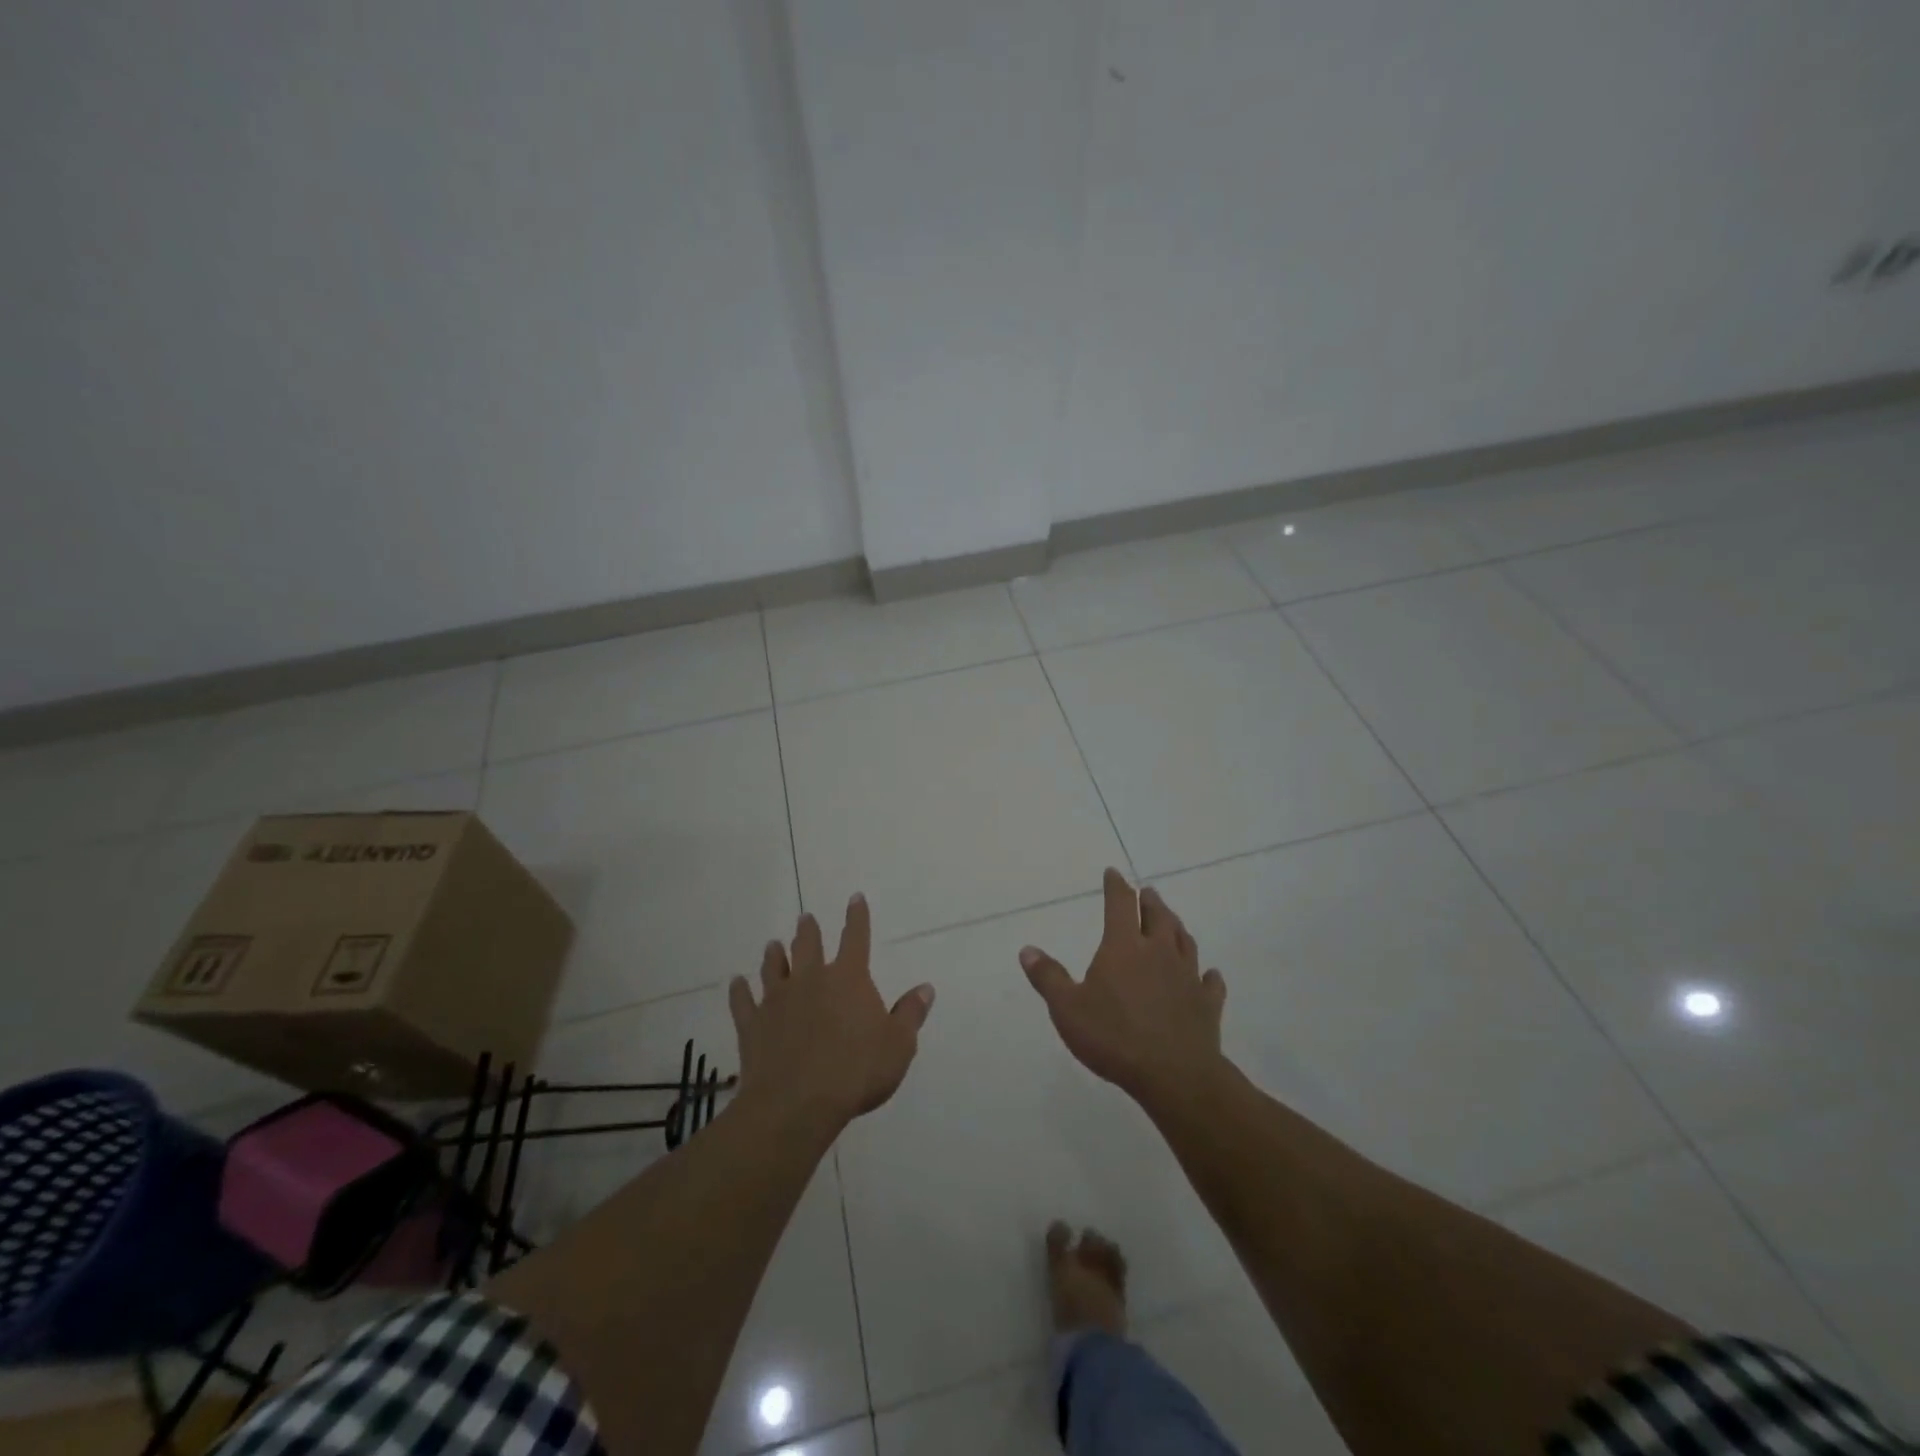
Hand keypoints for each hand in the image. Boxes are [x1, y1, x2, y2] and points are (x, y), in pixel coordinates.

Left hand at [728, 894, 934, 1136]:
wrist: (796, 1104)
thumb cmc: (856, 1072)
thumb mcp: (898, 1045)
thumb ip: (910, 1014)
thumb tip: (925, 988)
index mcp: (848, 979)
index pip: (855, 938)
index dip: (857, 917)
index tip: (855, 898)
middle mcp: (810, 980)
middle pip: (808, 946)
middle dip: (808, 930)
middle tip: (805, 918)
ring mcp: (777, 1001)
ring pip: (773, 968)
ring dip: (774, 955)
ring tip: (773, 944)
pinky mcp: (752, 1025)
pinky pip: (743, 1002)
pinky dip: (739, 991)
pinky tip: (735, 983)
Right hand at [1020, 868, 1227, 1105]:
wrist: (1174, 1074)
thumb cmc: (1114, 1036)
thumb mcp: (1067, 1009)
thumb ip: (1048, 977)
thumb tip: (1027, 949)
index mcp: (1124, 946)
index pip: (1120, 904)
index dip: (1116, 886)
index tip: (1114, 873)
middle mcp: (1159, 952)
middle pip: (1158, 917)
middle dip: (1150, 901)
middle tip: (1148, 893)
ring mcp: (1187, 976)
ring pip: (1185, 941)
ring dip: (1177, 927)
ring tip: (1172, 921)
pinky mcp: (1207, 1004)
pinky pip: (1210, 982)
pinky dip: (1208, 975)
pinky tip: (1209, 974)